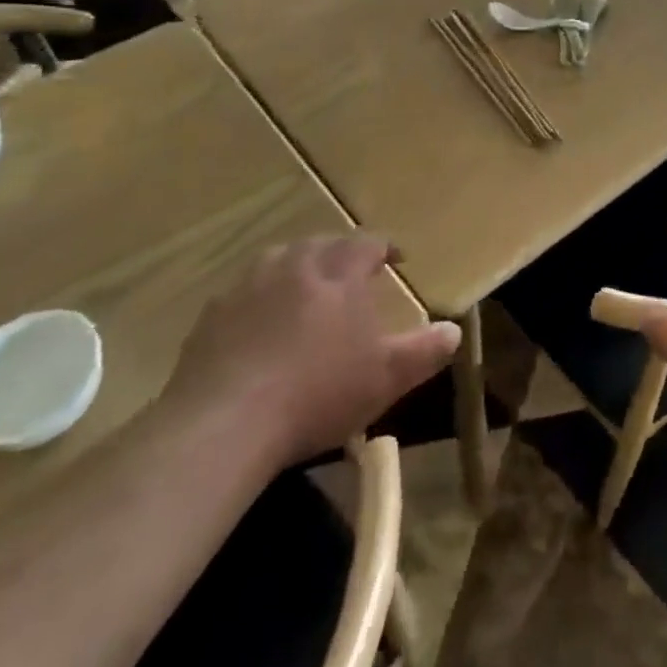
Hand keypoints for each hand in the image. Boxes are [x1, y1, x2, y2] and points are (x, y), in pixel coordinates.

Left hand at [161, 235, 460, 465]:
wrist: (224, 423)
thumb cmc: (317, 393)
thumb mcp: (385, 378)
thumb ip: (424, 351)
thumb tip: (454, 331)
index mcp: (337, 272)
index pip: (367, 243)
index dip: (385, 247)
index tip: (397, 259)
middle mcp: (293, 264)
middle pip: (322, 245)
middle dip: (341, 255)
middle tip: (352, 276)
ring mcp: (248, 285)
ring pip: (280, 261)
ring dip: (299, 269)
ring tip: (307, 292)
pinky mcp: (212, 313)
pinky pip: (245, 292)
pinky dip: (261, 298)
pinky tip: (260, 326)